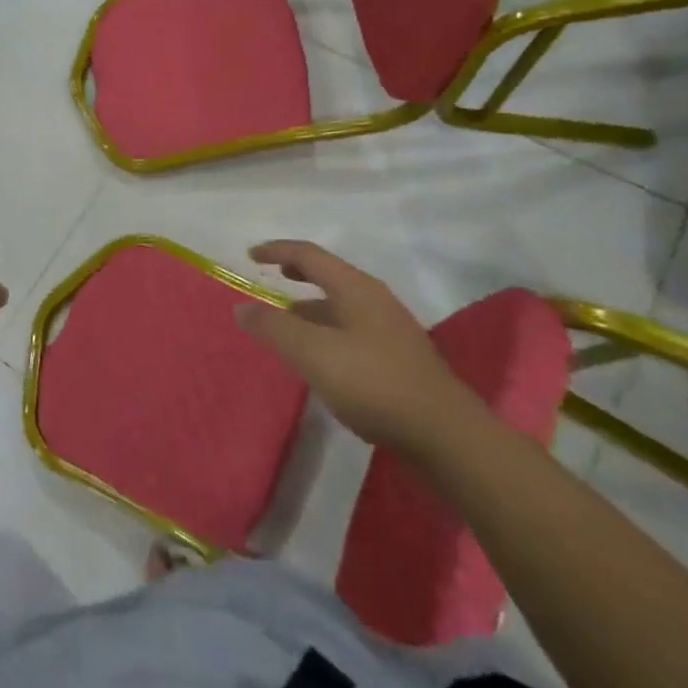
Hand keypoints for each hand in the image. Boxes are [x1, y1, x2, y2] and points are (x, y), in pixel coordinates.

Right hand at [236, 240, 482, 454]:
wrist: (446, 436)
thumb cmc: (374, 383)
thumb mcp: (313, 353)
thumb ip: (274, 328)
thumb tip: (241, 308)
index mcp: (356, 288)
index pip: (309, 255)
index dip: (277, 251)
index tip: (250, 257)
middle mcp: (375, 300)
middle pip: (329, 276)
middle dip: (297, 275)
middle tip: (272, 280)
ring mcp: (391, 330)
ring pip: (341, 307)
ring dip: (311, 308)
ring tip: (287, 325)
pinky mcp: (399, 360)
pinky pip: (352, 331)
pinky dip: (327, 332)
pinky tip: (320, 358)